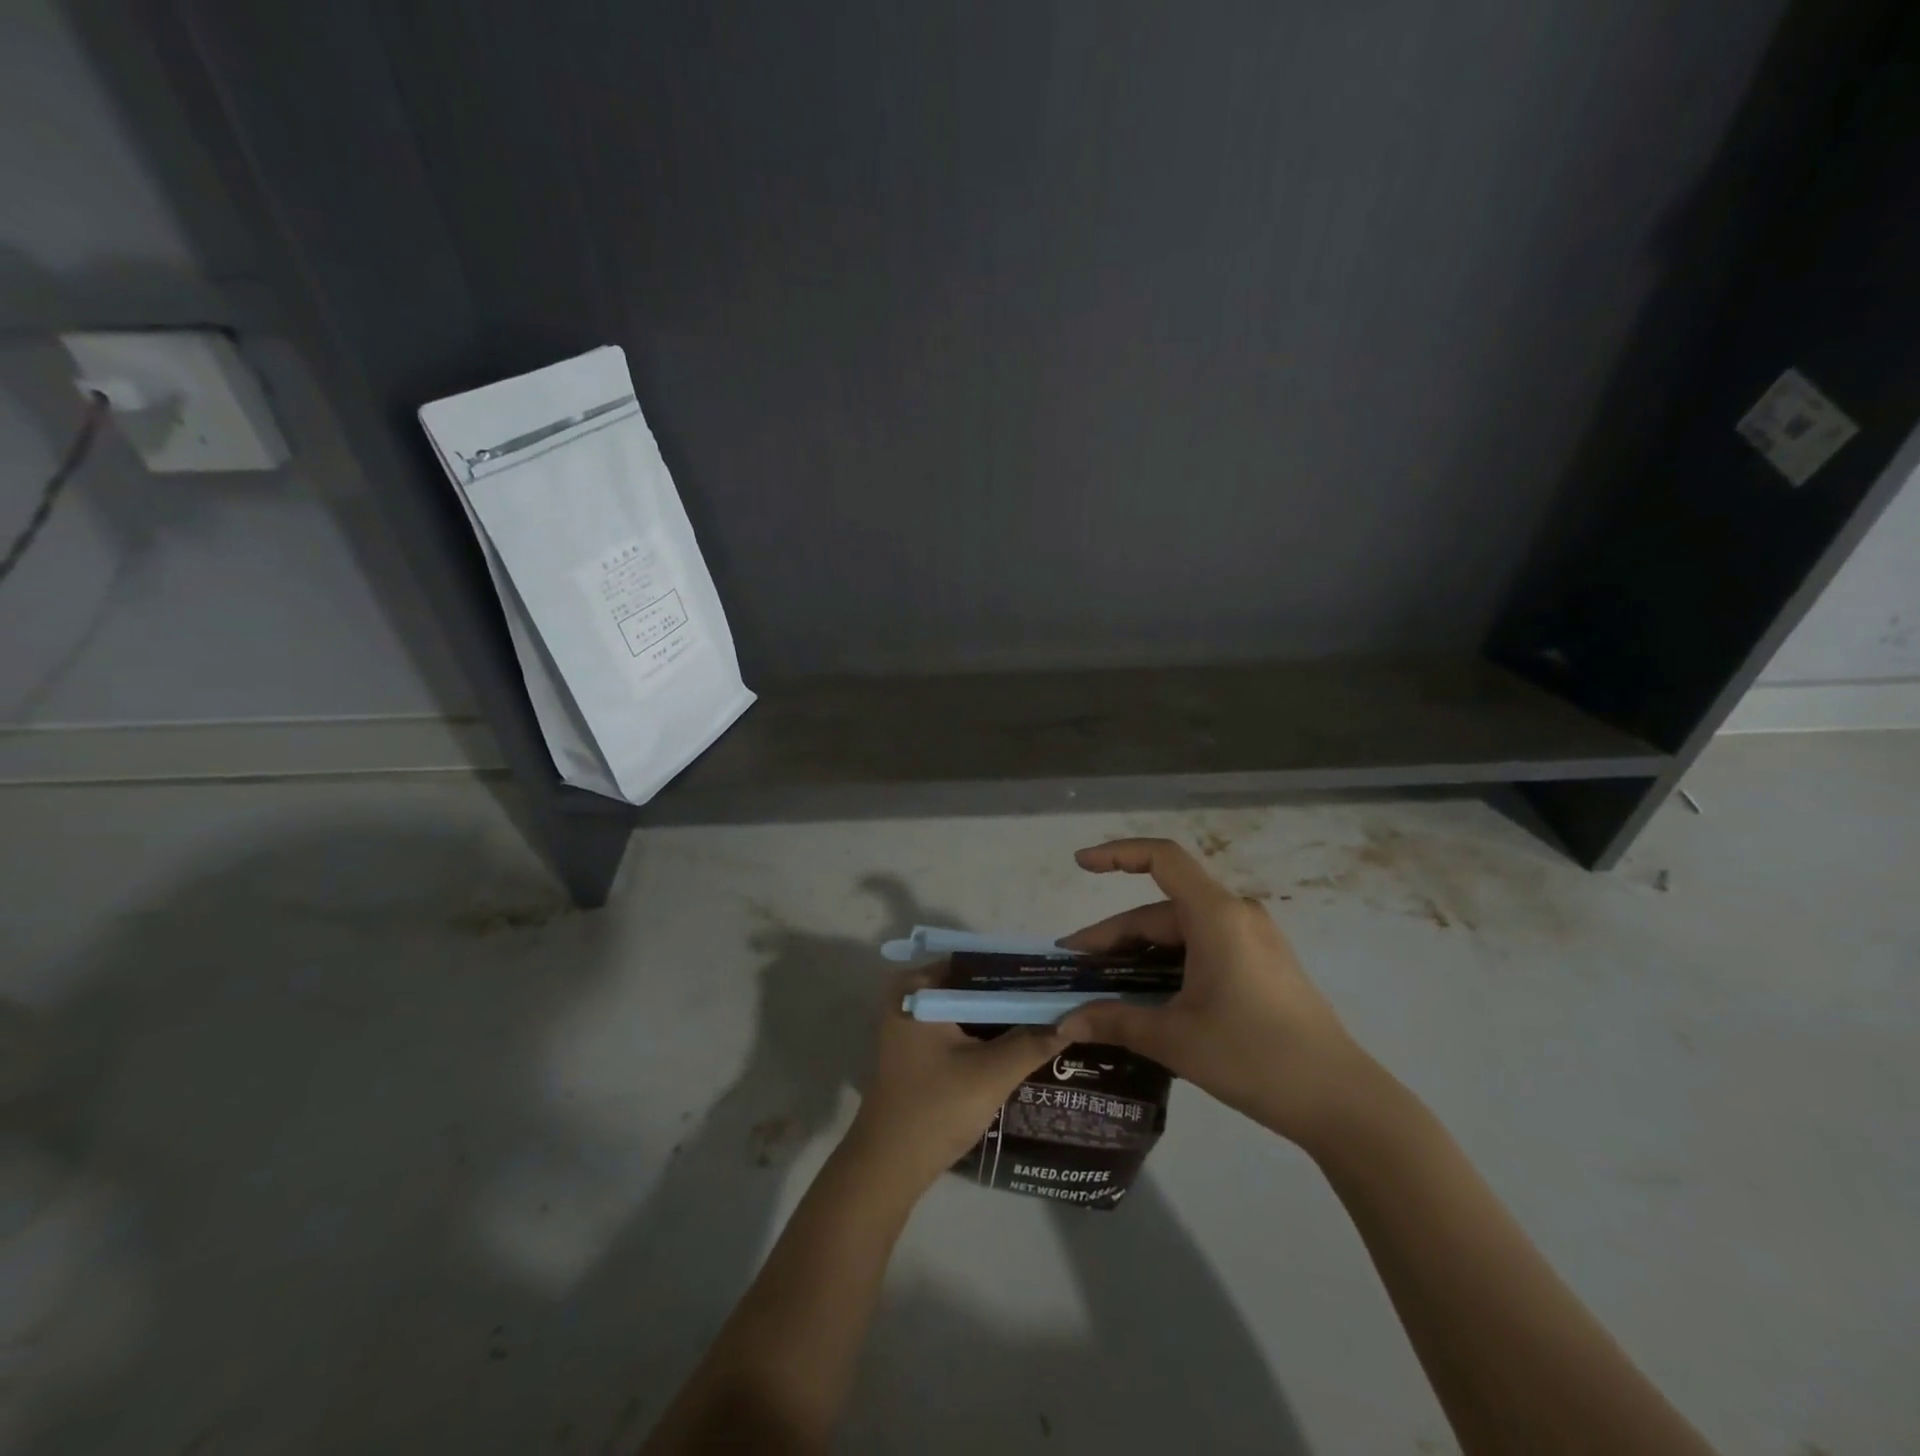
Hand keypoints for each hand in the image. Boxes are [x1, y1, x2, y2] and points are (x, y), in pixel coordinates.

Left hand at [847, 966, 1067, 1192]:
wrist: (888, 1168)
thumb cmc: (936, 1110)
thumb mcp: (992, 1073)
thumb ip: (1033, 1041)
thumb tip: (1075, 1017)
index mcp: (919, 987)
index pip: (979, 962)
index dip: (1019, 970)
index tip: (1058, 977)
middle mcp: (912, 995)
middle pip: (974, 984)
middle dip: (1015, 993)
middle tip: (1062, 997)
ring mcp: (913, 1022)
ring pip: (969, 1007)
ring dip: (1004, 1014)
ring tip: (1053, 1015)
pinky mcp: (919, 1047)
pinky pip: (961, 1026)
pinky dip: (988, 1032)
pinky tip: (1024, 1040)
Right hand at [1056, 837, 1374, 1147]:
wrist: (1341, 1101)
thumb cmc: (1253, 1056)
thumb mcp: (1174, 1038)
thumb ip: (1114, 1021)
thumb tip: (1064, 1024)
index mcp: (1216, 915)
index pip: (1161, 858)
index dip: (1116, 853)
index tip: (1080, 865)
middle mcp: (1236, 915)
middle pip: (1161, 910)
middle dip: (1114, 937)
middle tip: (1075, 969)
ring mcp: (1253, 939)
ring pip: (1180, 933)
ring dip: (1139, 955)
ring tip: (1104, 987)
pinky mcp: (1262, 964)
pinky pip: (1203, 949)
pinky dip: (1169, 965)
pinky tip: (1149, 998)